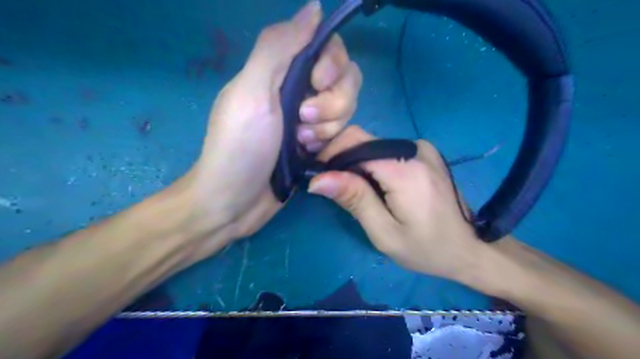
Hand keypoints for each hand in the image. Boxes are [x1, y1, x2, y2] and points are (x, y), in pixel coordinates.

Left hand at [177, 1, 361, 244]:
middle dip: (332, 102)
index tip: (317, 83)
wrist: (235, 201)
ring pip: (347, 107)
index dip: (332, 64)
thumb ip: (279, 47)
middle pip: (345, 78)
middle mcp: (299, 89)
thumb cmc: (239, 146)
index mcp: (281, 70)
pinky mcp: (317, 142)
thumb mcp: (252, 92)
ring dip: (328, 126)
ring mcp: (310, 118)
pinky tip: (308, 153)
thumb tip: (314, 7)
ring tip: (301, 142)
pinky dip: (329, 141)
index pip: (328, 48)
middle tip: (302, 121)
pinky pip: (342, 131)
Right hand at [309, 126, 485, 280]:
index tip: (317, 176)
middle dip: (339, 159)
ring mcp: (422, 148)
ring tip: (350, 189)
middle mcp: (415, 148)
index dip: (329, 155)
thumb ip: (354, 200)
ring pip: (372, 144)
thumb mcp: (384, 232)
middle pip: (362, 140)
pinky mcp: (424, 152)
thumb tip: (318, 179)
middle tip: (331, 186)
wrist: (470, 248)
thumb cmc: (427, 248)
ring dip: (354, 162)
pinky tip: (372, 184)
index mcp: (405, 168)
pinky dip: (370, 163)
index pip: (355, 143)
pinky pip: (386, 150)